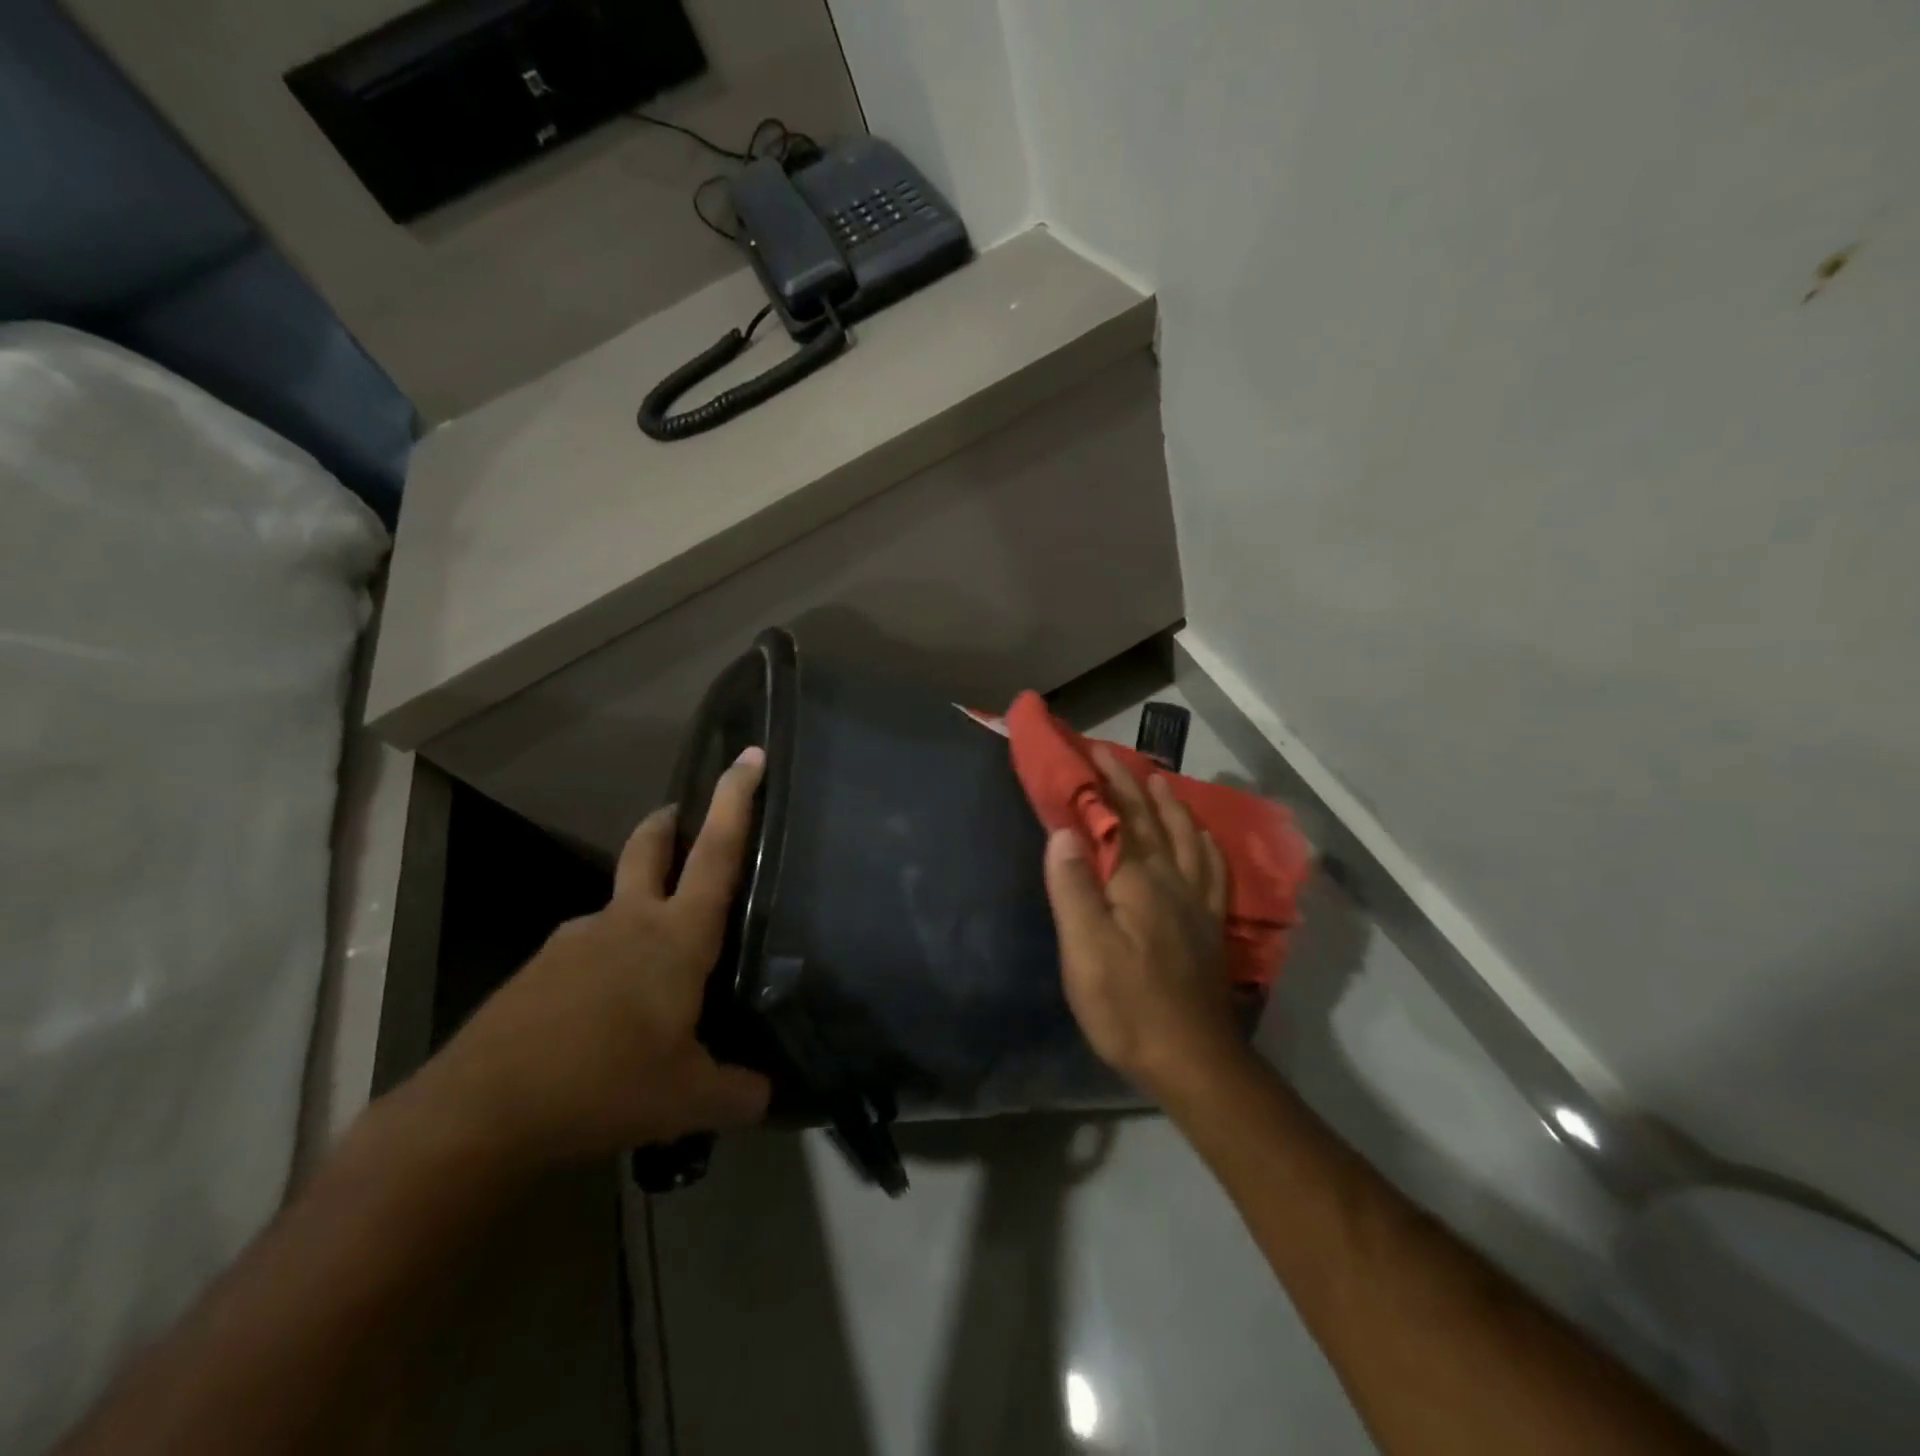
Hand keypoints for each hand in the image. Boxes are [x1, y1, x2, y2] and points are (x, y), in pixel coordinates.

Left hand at [431, 748, 772, 1171]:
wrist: (479, 1114)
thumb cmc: (604, 1085)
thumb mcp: (688, 1099)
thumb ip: (738, 1092)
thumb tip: (769, 1095)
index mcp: (675, 937)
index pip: (717, 852)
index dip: (737, 798)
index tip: (751, 754)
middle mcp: (626, 921)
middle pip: (651, 847)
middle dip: (671, 822)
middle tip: (684, 816)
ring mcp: (574, 941)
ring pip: (618, 908)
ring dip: (640, 917)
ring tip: (657, 976)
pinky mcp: (538, 971)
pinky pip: (587, 954)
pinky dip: (608, 966)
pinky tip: (608, 1018)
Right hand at [1043, 747, 1238, 1097]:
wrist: (1191, 1058)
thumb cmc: (1127, 1004)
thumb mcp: (1085, 948)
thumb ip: (1073, 886)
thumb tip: (1064, 830)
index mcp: (1137, 880)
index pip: (1118, 818)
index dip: (1104, 784)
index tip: (1091, 752)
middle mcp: (1171, 880)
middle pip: (1152, 821)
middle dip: (1132, 784)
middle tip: (1115, 756)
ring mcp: (1196, 903)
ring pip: (1185, 838)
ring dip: (1171, 805)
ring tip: (1160, 782)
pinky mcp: (1209, 927)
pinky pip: (1212, 870)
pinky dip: (1204, 845)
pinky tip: (1202, 839)